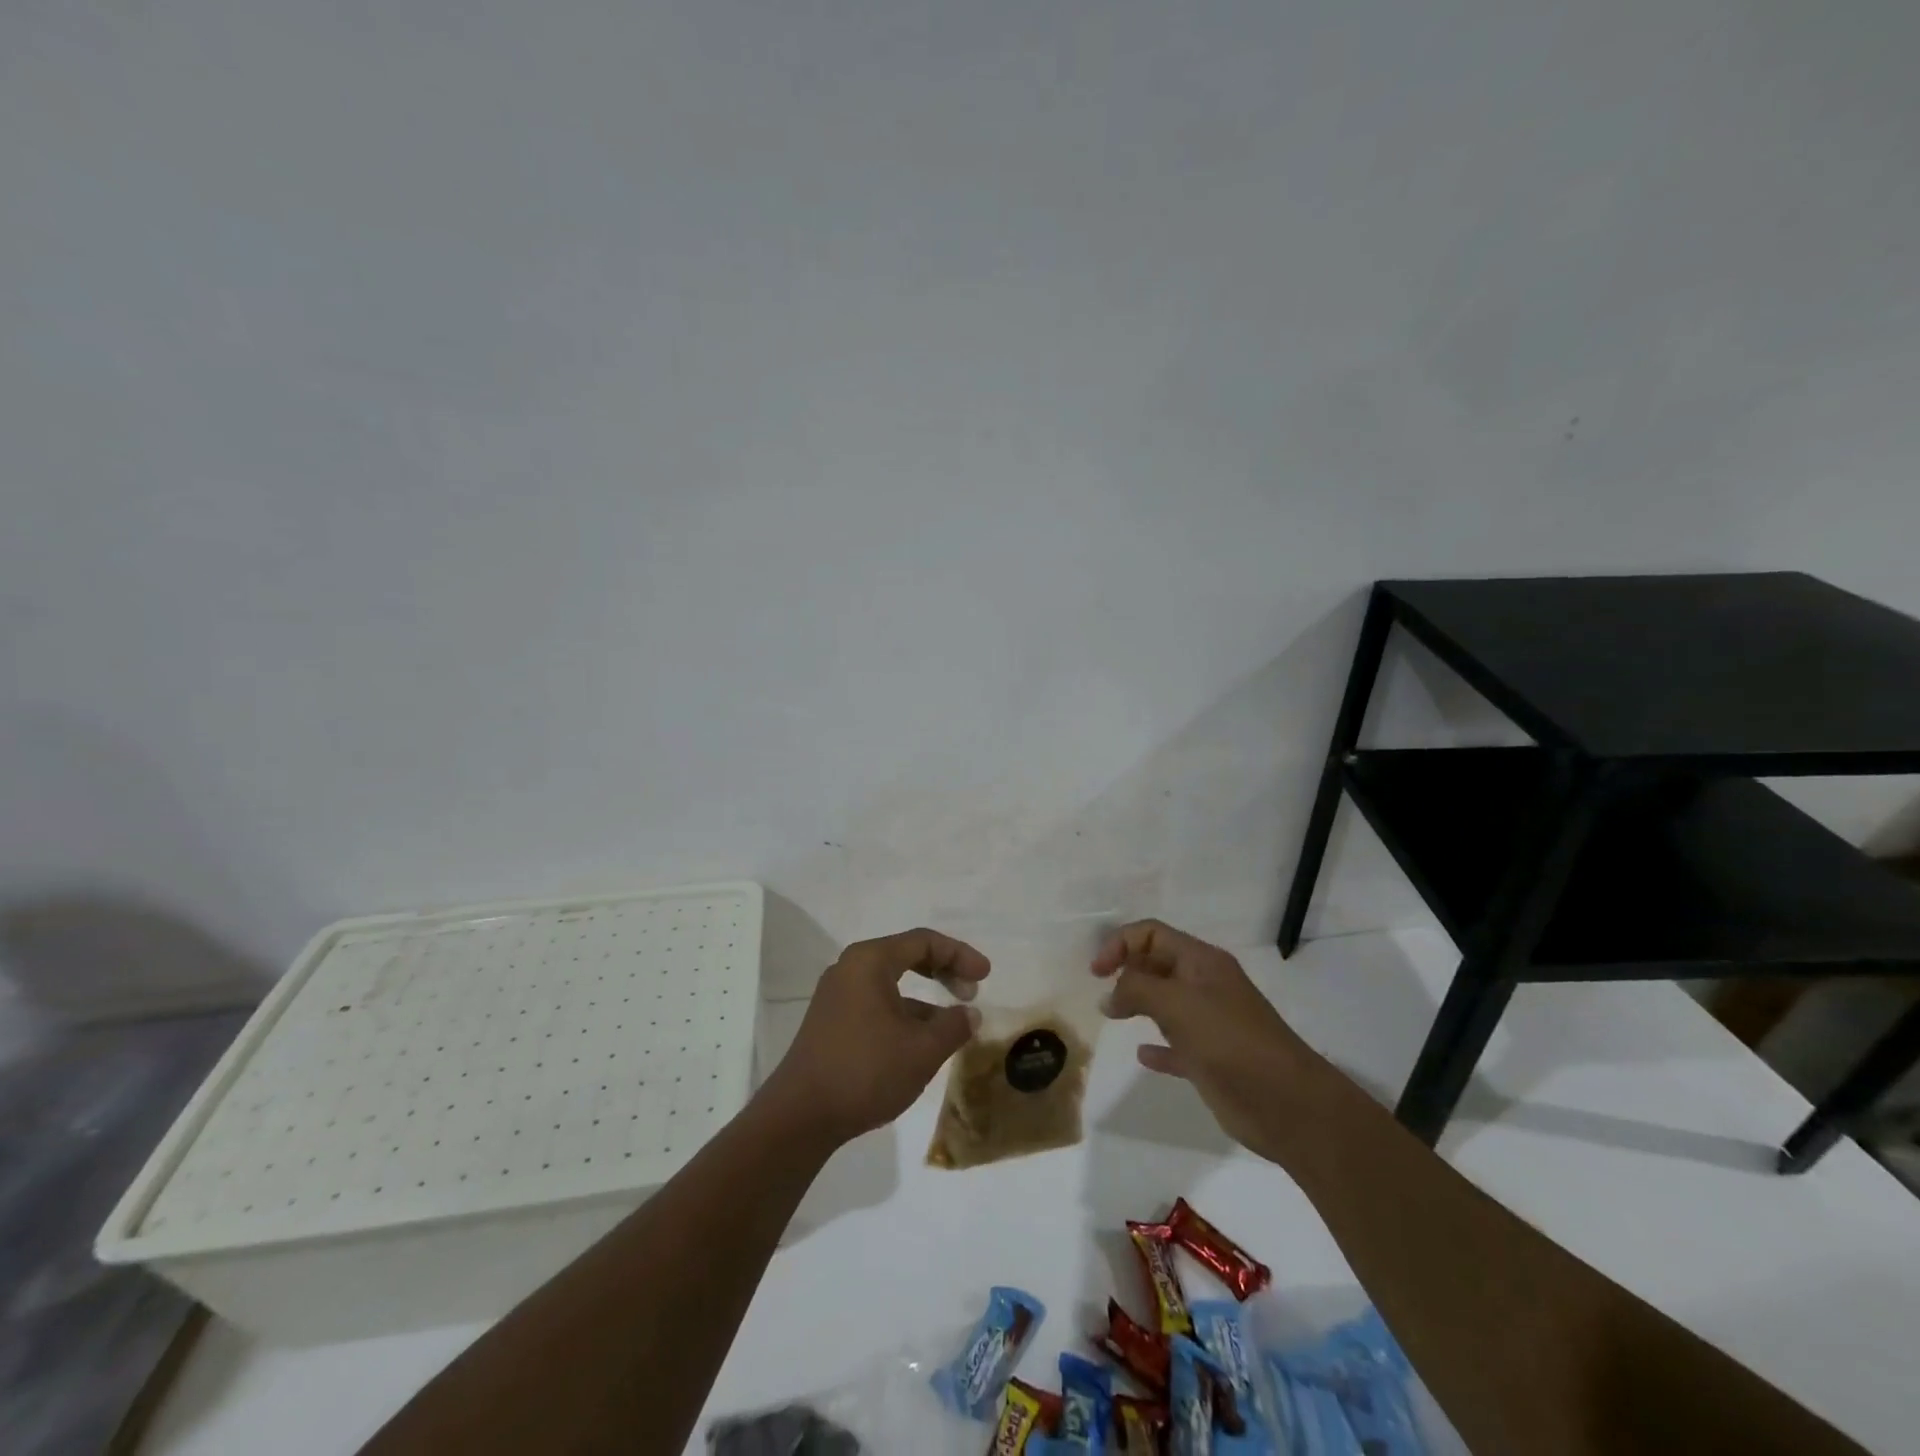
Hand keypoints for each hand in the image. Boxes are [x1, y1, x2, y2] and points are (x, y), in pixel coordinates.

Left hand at [759, 928, 988, 1145]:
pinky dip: (904, 1013)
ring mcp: (837, 995)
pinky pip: (876, 1002)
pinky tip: (921, 1042)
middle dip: (944, 971)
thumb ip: (953, 1026)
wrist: (800, 1116)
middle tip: (971, 992)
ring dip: (925, 998)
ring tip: (952, 1024)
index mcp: (870, 961)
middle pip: (906, 956)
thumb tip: (969, 1014)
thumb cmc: (865, 1071)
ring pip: (892, 982)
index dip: (960, 954)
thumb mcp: (922, 1050)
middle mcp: (850, 968)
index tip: (985, 977)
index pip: (924, 941)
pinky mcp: (831, 1021)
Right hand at [1093, 919, 1323, 1162]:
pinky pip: (1175, 1045)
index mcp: (1202, 962)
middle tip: (1103, 993)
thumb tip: (1109, 993)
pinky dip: (1157, 1046)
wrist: (1287, 1104)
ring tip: (1112, 1015)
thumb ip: (1137, 988)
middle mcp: (1205, 986)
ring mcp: (1209, 1023)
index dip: (1120, 943)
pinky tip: (1143, 1054)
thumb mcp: (1177, 1004)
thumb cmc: (1230, 1042)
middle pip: (1157, 964)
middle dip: (1127, 970)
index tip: (1097, 972)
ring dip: (1138, 1004)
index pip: (1152, 934)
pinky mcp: (1210, 1060)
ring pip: (1165, 1003)